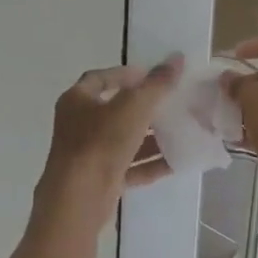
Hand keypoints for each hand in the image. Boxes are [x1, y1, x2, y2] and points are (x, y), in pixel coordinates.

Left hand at [34, 55, 183, 229]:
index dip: (126, 74)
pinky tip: (176, 162)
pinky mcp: (99, 180)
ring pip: (124, 140)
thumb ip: (156, 84)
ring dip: (151, 137)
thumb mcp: (133, 107)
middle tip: (173, 104)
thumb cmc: (100, 143)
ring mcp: (88, 154)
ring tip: (181, 132)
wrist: (78, 199)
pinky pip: (129, 167)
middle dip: (145, 108)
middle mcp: (78, 125)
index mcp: (76, 100)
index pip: (101, 78)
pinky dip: (149, 164)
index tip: (153, 76)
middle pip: (115, 110)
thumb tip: (177, 58)